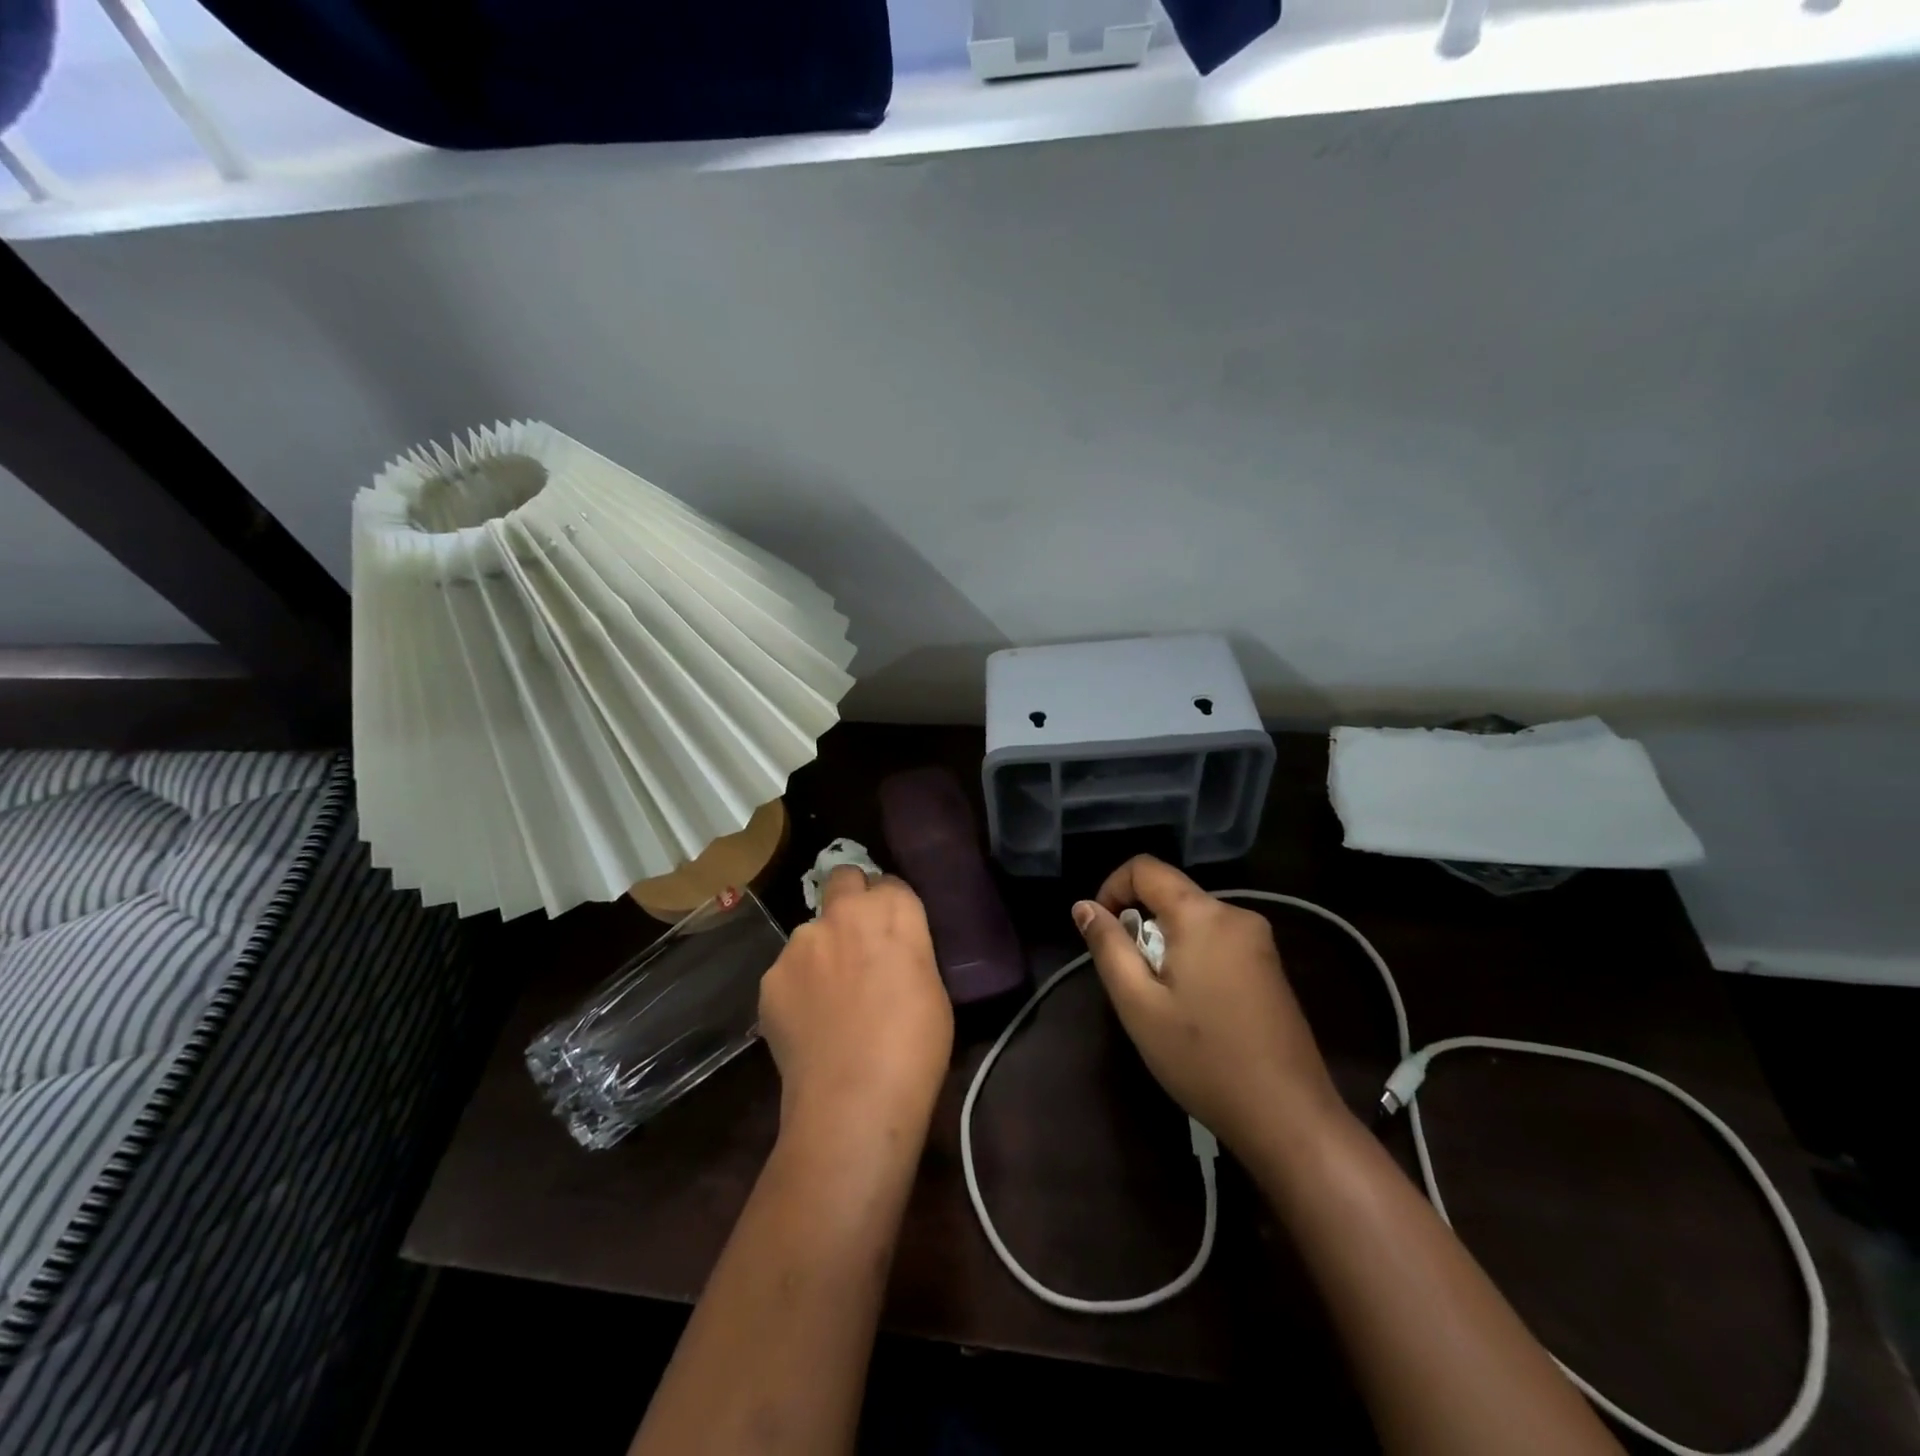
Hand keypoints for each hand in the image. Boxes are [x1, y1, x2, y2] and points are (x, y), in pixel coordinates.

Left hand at [759, 867, 954, 1152]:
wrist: (853, 1101)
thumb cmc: (914, 1047)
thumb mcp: (931, 986)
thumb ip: (907, 950)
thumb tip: (890, 950)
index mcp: (892, 911)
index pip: (889, 883)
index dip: (890, 906)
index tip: (892, 932)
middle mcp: (843, 913)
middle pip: (843, 878)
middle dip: (850, 897)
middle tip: (857, 939)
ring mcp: (801, 942)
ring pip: (811, 931)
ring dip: (821, 950)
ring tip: (828, 999)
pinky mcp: (770, 976)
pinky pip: (788, 971)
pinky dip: (797, 988)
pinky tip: (808, 1023)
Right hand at [1073, 855, 1347, 1159]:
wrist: (1289, 1117)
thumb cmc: (1203, 1058)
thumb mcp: (1138, 1004)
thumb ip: (1108, 946)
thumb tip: (1084, 906)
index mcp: (1202, 914)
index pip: (1145, 867)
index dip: (1112, 888)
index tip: (1102, 932)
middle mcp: (1236, 914)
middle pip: (1171, 894)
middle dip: (1140, 924)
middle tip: (1132, 980)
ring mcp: (1260, 941)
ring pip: (1193, 920)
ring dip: (1165, 944)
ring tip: (1162, 1000)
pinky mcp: (1271, 966)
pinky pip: (1217, 940)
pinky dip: (1192, 957)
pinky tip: (1194, 1009)